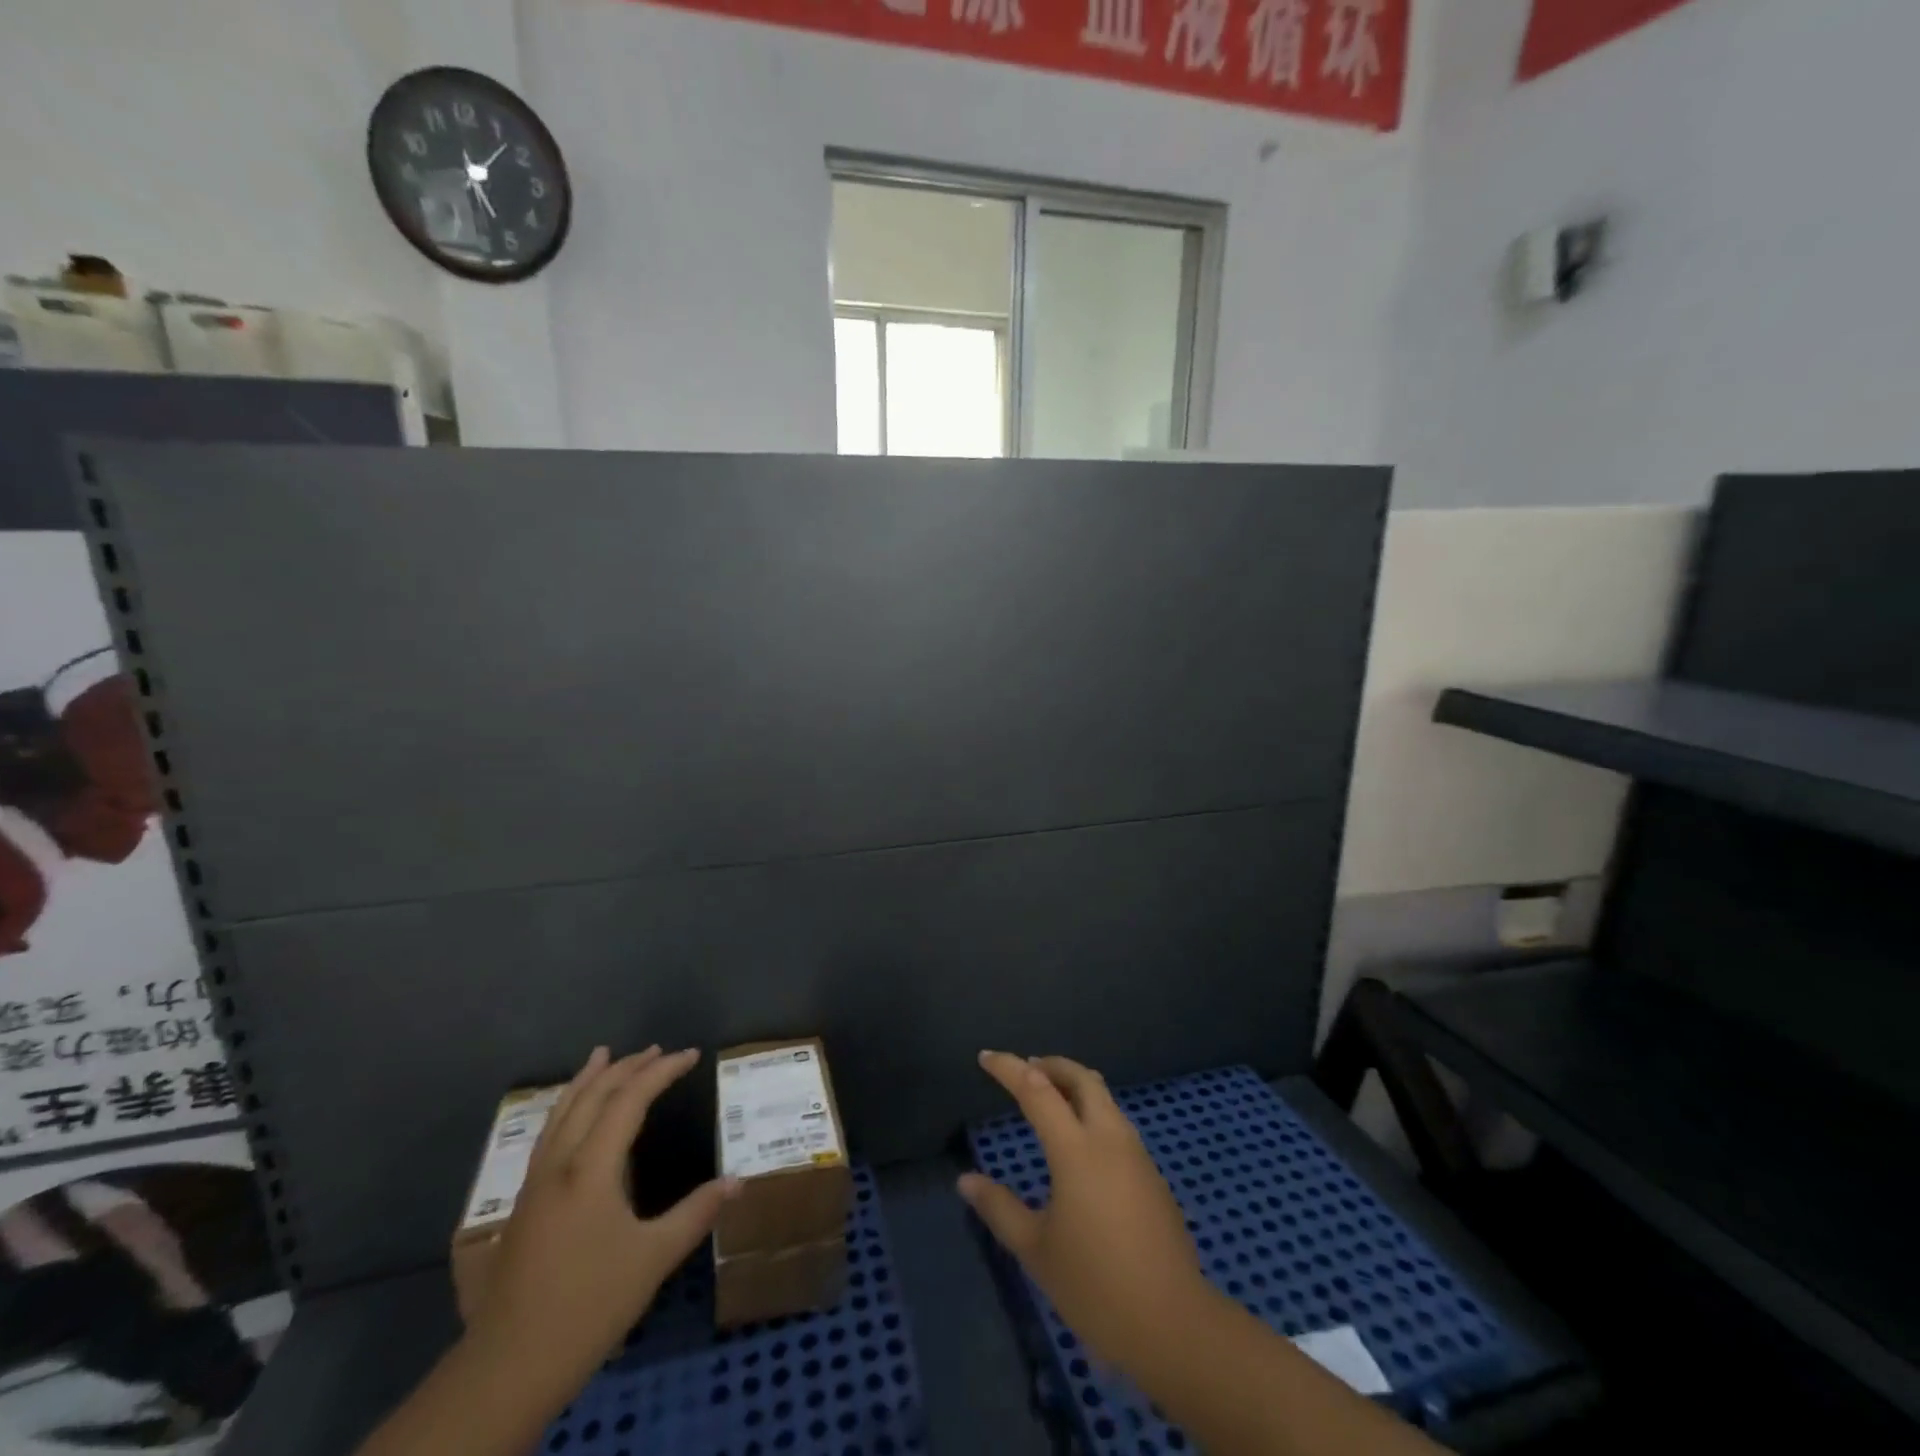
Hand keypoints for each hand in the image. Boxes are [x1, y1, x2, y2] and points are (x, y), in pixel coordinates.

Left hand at [464, 1046, 736, 1397]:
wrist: (507, 1368)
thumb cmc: (588, 1306)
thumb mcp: (653, 1259)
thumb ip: (696, 1213)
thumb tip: (737, 1181)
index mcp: (590, 1169)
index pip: (629, 1100)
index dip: (661, 1072)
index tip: (690, 1055)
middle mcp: (559, 1164)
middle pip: (591, 1097)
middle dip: (626, 1067)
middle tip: (657, 1049)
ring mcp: (535, 1183)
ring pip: (561, 1112)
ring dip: (588, 1080)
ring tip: (604, 1056)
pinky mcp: (523, 1204)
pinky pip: (548, 1134)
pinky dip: (567, 1107)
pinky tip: (572, 1116)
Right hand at [959, 1051, 1209, 1372]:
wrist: (1173, 1324)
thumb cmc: (1095, 1286)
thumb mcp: (1036, 1249)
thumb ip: (999, 1208)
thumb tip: (966, 1181)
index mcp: (1076, 1150)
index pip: (1036, 1090)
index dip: (1009, 1068)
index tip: (986, 1057)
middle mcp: (1109, 1138)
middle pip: (1082, 1078)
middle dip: (1051, 1065)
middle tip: (1025, 1069)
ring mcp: (1136, 1154)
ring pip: (1104, 1098)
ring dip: (1075, 1086)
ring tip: (1050, 1100)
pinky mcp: (1152, 1175)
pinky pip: (1117, 1124)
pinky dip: (1092, 1113)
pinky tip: (1080, 1143)